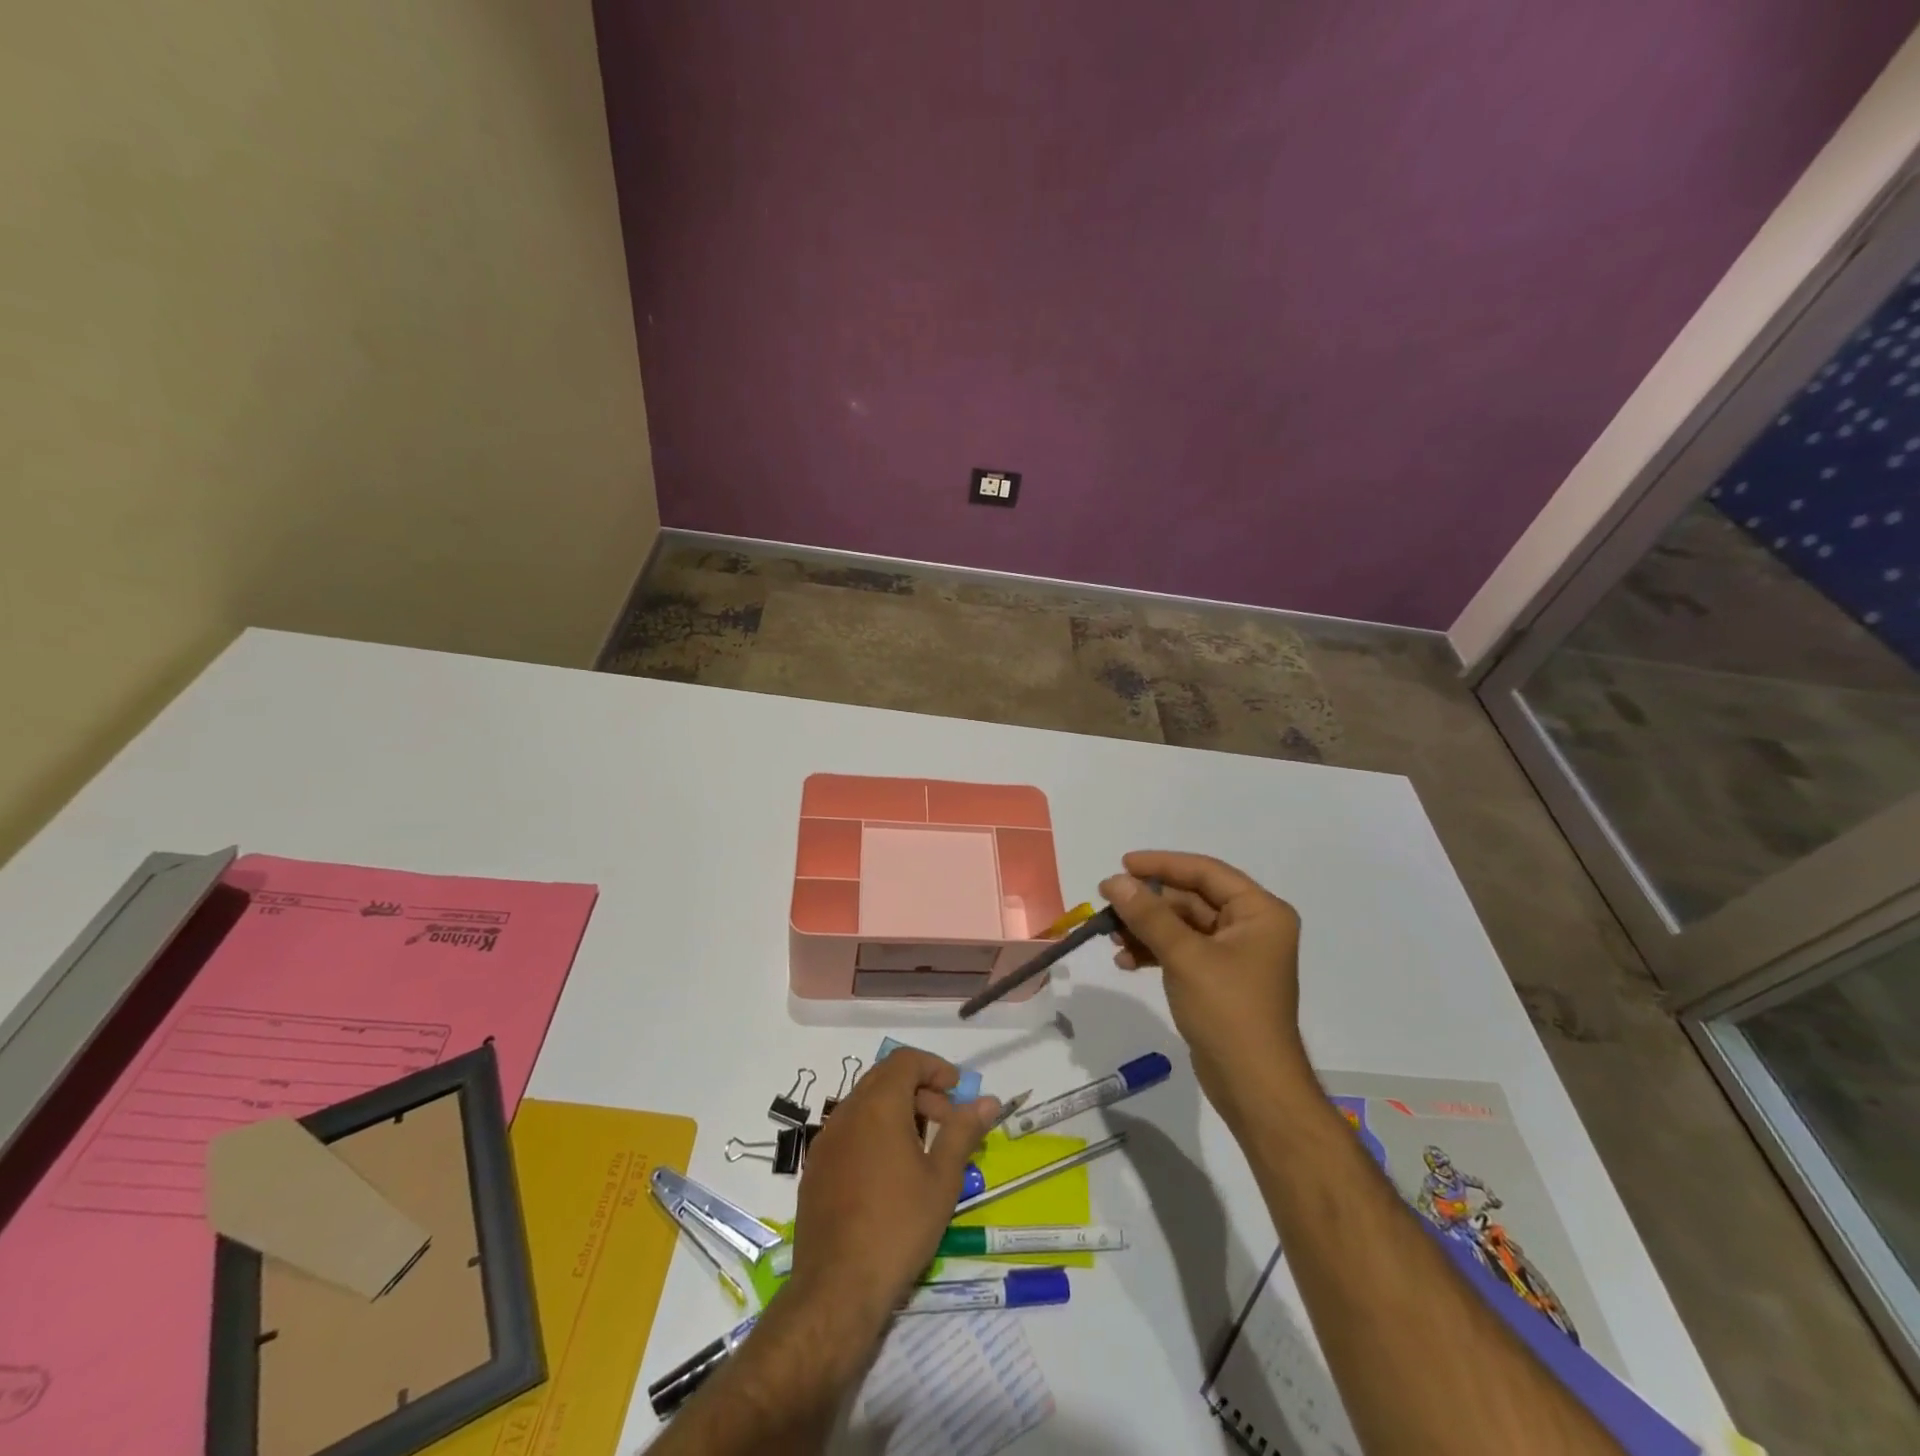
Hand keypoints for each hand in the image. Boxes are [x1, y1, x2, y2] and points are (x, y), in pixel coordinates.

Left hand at [787, 1047, 1000, 1331]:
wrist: (837, 1288)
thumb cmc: (898, 1226)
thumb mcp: (942, 1179)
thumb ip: (963, 1131)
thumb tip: (988, 1101)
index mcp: (878, 1106)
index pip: (905, 1060)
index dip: (934, 1067)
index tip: (957, 1091)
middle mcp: (846, 1112)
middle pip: (885, 1079)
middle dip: (919, 1091)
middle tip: (946, 1122)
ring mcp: (825, 1141)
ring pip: (865, 1105)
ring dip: (896, 1112)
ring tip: (921, 1151)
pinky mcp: (815, 1169)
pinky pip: (849, 1132)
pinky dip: (874, 1133)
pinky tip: (889, 1175)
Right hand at [1099, 851, 1311, 1131]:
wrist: (1254, 1087)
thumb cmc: (1228, 1011)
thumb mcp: (1185, 956)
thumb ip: (1148, 914)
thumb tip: (1114, 881)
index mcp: (1259, 912)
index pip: (1205, 872)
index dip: (1162, 864)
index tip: (1122, 864)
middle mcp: (1251, 927)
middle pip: (1191, 899)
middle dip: (1149, 903)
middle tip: (1108, 903)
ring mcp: (1235, 955)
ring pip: (1182, 926)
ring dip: (1146, 928)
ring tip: (1110, 936)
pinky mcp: (1218, 979)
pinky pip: (1182, 950)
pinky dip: (1154, 952)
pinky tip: (1125, 961)